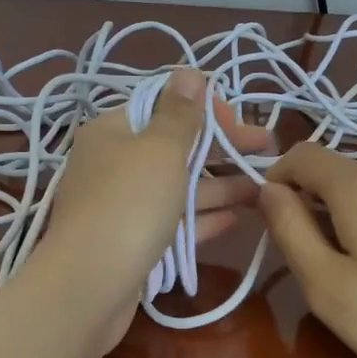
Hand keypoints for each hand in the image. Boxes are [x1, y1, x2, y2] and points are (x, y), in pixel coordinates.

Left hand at [36, 68, 269, 348]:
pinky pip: (173, 222)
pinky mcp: (132, 243)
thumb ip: (180, 113)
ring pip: (178, 188)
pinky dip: (203, 218)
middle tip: (267, 153)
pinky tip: (237, 219)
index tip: (240, 124)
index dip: (205, 110)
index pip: (163, 106)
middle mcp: (114, 164)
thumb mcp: (160, 149)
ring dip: (221, 187)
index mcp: (113, 131)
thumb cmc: (129, 204)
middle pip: (175, 149)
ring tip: (264, 190)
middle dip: (222, 150)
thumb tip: (188, 71)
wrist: (89, 286)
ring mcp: (122, 206)